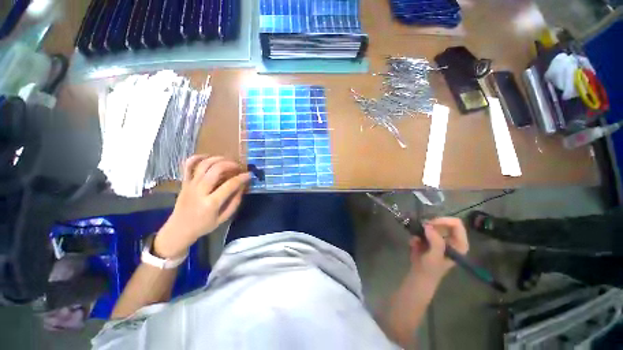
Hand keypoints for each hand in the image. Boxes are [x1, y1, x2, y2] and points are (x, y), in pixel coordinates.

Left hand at [154, 155, 250, 258]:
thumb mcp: (223, 218)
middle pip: (216, 169)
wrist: (179, 229)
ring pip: (204, 164)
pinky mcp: (184, 182)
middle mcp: (200, 191)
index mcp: (211, 203)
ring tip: (227, 161)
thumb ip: (235, 202)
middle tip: (238, 167)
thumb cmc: (203, 225)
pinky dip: (198, 157)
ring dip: (218, 159)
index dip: (242, 178)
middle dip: (231, 164)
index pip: (230, 185)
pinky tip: (208, 157)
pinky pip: (188, 165)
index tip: (249, 175)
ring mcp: (190, 185)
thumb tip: (242, 186)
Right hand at [409, 217, 468, 283]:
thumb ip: (435, 242)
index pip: (456, 224)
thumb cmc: (431, 268)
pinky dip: (417, 233)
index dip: (443, 221)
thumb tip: (427, 226)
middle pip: (444, 222)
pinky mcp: (430, 237)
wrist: (419, 274)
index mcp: (459, 243)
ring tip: (417, 240)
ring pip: (432, 224)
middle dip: (431, 224)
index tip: (430, 224)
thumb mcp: (435, 257)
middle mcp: (452, 238)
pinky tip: (414, 243)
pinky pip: (423, 229)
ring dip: (422, 229)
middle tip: (421, 229)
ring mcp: (440, 237)